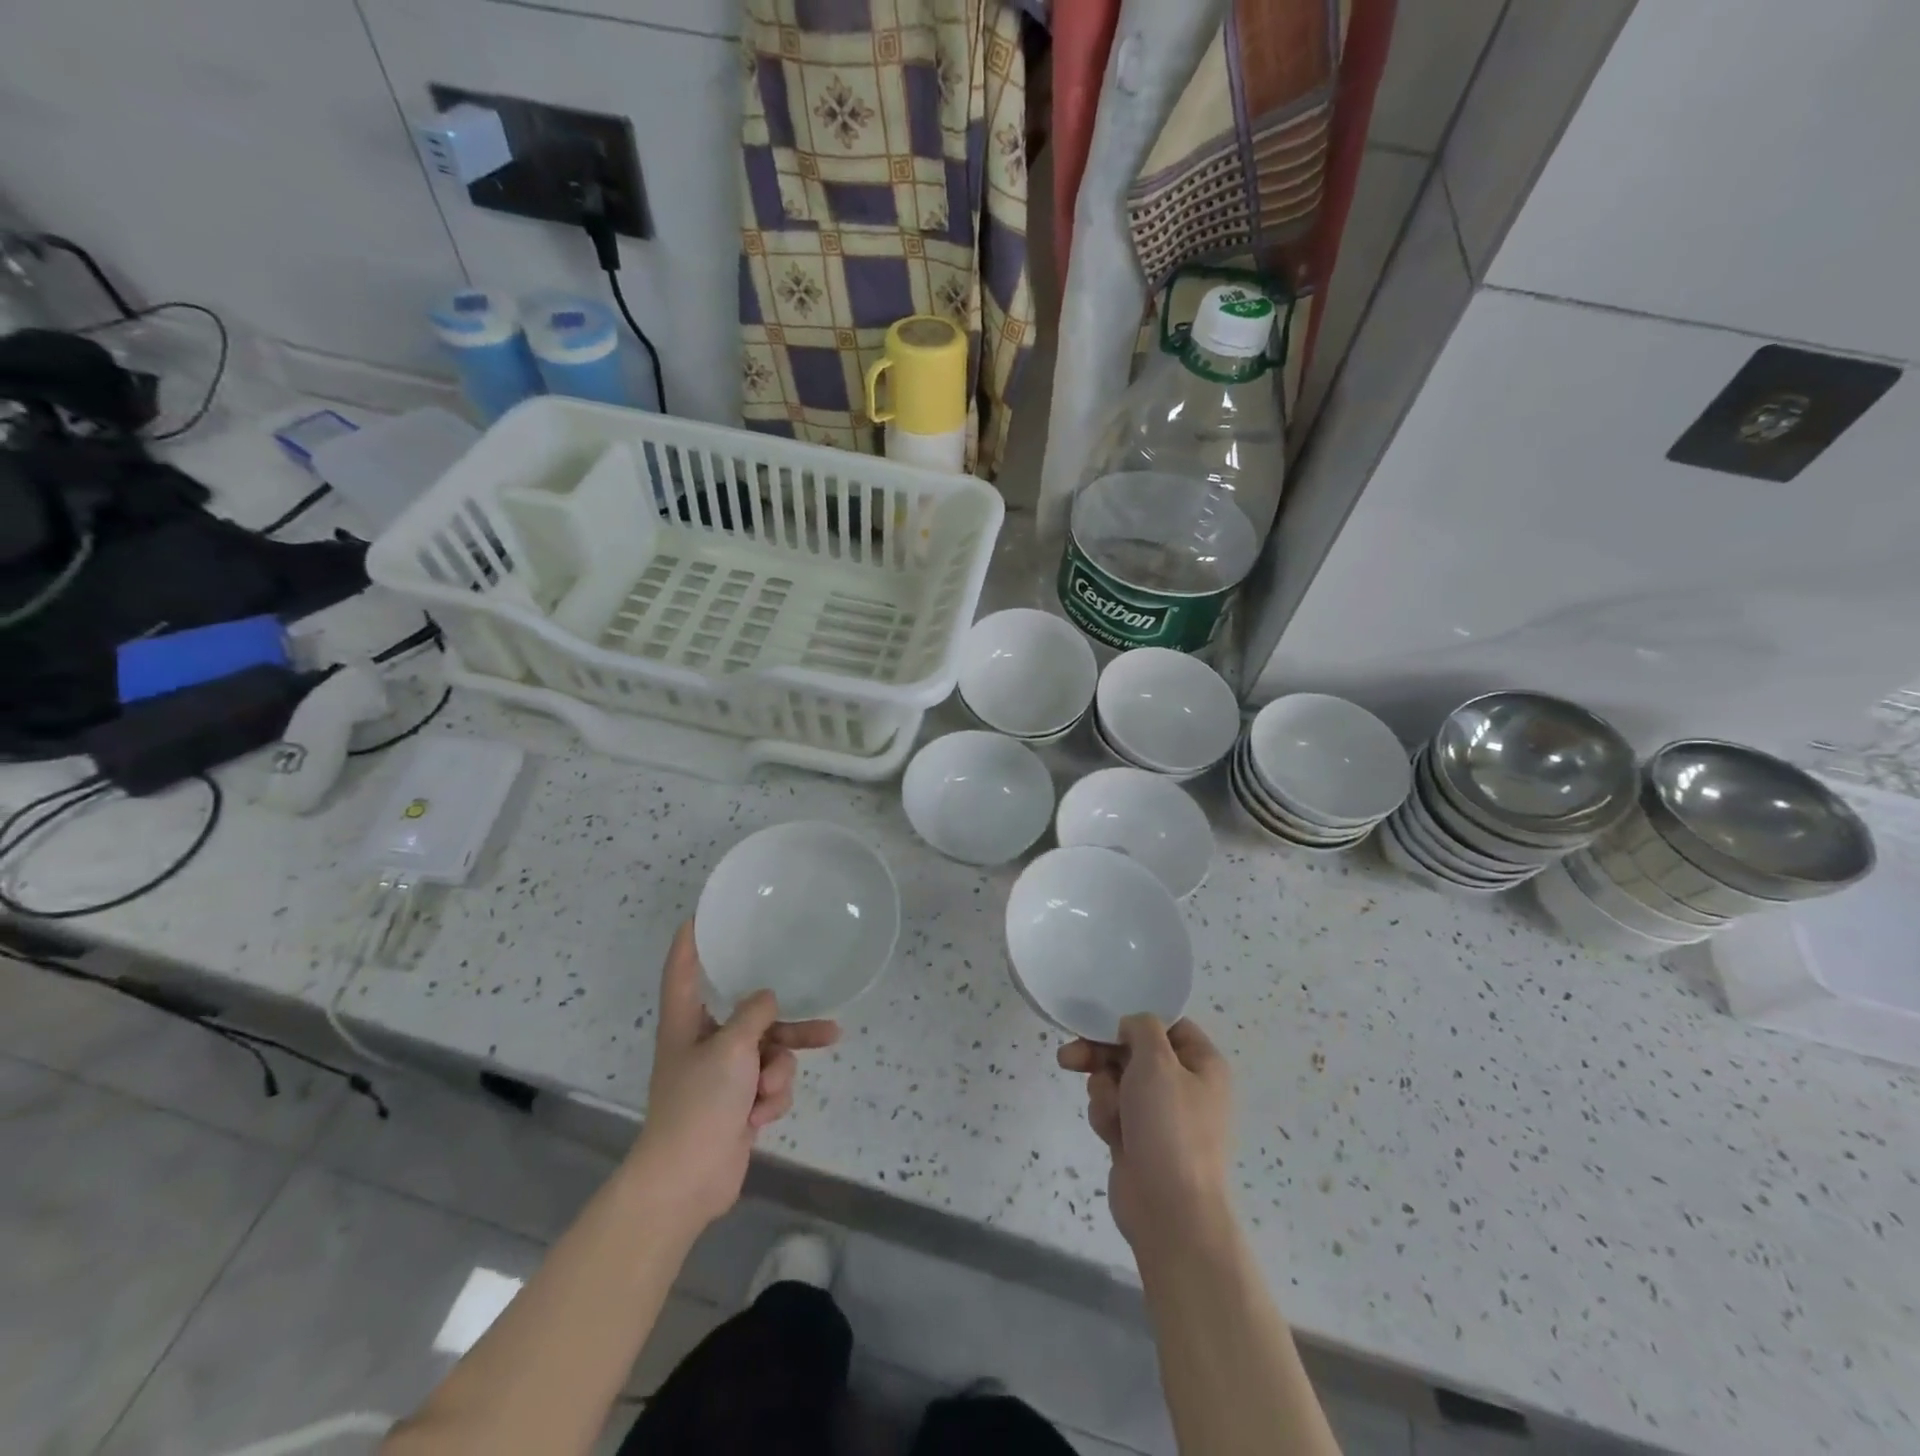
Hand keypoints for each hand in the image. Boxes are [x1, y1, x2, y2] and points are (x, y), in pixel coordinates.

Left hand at [631, 922, 838, 1230]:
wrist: (688, 1181)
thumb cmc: (699, 1103)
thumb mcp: (731, 1048)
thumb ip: (754, 1014)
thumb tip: (767, 998)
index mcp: (686, 1022)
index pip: (684, 968)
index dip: (692, 940)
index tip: (704, 914)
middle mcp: (704, 1042)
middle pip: (751, 1016)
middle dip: (785, 1027)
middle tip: (824, 1021)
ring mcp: (722, 1075)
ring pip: (770, 1053)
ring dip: (777, 1073)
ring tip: (772, 1091)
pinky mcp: (738, 1103)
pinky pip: (770, 1084)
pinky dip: (770, 1099)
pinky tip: (759, 1118)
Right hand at [1058, 1016, 1233, 1250]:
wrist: (1169, 1210)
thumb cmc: (1169, 1126)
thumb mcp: (1156, 1061)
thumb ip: (1142, 1028)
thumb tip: (1132, 1028)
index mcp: (1203, 1063)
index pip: (1168, 1024)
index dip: (1136, 1020)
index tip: (1106, 1020)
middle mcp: (1184, 1084)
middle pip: (1134, 1051)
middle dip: (1101, 1055)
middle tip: (1071, 1057)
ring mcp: (1160, 1114)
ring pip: (1117, 1080)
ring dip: (1104, 1090)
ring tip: (1109, 1111)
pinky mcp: (1137, 1138)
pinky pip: (1112, 1110)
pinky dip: (1106, 1116)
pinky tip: (1110, 1134)